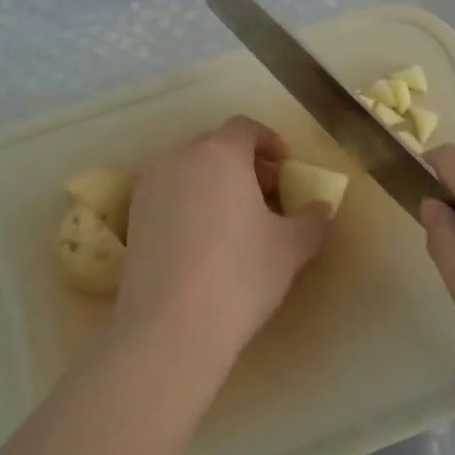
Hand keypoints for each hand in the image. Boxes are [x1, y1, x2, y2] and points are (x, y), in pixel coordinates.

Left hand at [116, 117, 330, 367]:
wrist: (171, 326)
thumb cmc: (240, 274)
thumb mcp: (290, 248)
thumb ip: (311, 220)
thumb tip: (322, 209)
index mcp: (220, 153)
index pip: (245, 128)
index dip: (269, 143)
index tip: (285, 170)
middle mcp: (179, 158)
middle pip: (215, 146)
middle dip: (243, 164)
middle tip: (266, 196)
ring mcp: (149, 187)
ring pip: (188, 170)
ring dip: (214, 183)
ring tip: (235, 221)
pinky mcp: (132, 218)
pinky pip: (168, 195)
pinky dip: (188, 203)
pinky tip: (204, 242)